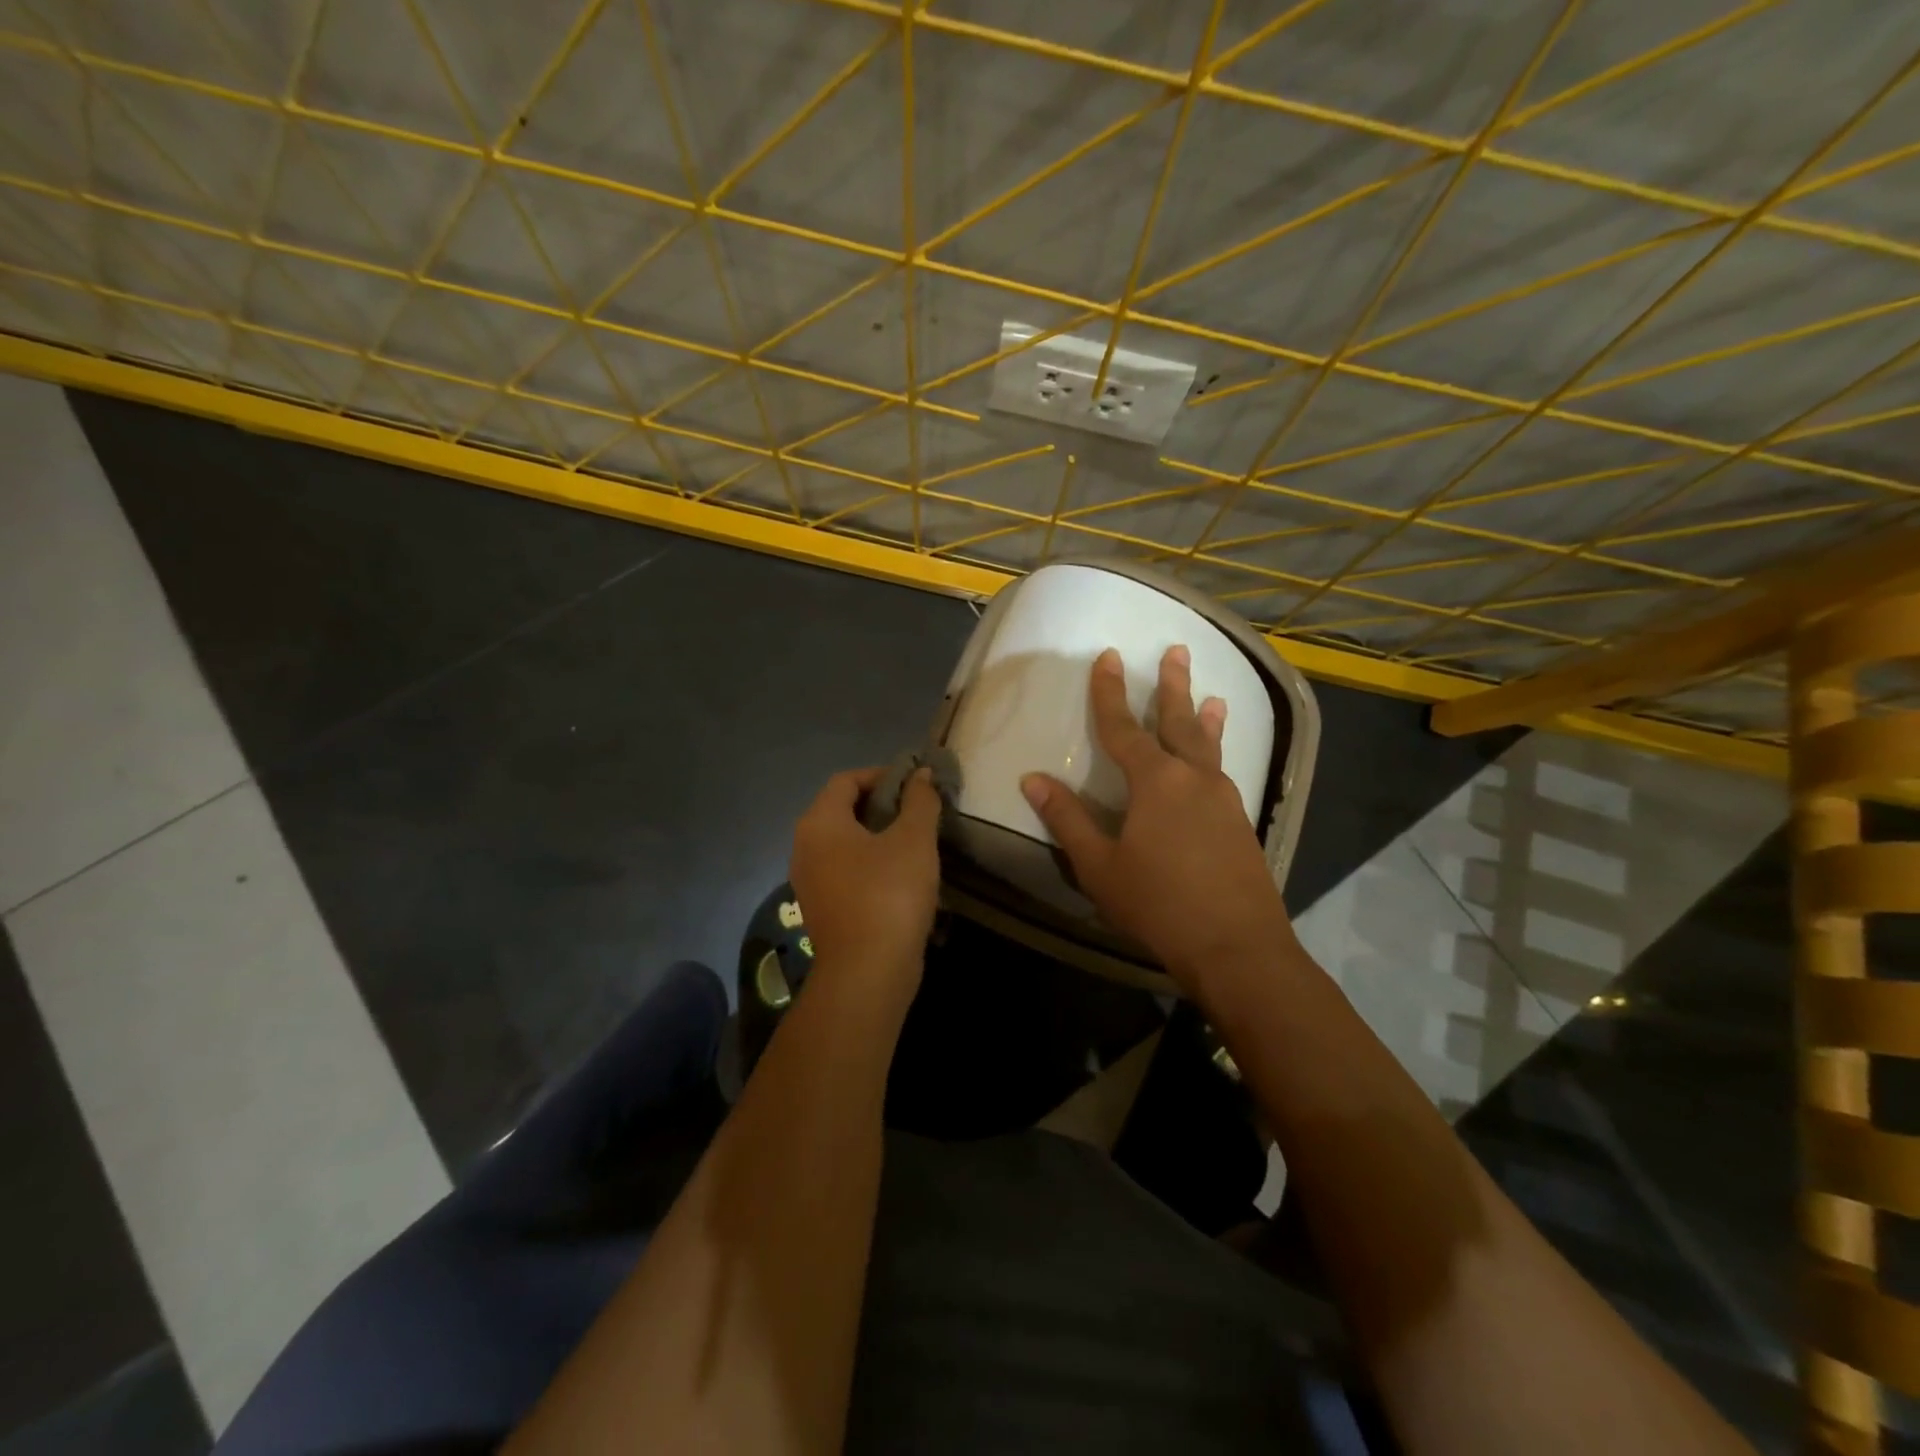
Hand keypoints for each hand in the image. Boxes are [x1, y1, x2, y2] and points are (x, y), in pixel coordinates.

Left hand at [790, 765, 942, 998]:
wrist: (867, 973)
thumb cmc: (890, 894)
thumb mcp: (914, 840)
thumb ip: (920, 801)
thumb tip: (921, 775)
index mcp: (819, 823)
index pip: (846, 780)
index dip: (881, 775)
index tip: (915, 784)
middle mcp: (804, 847)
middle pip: (842, 810)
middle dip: (881, 805)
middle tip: (919, 812)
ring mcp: (809, 881)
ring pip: (844, 843)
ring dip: (878, 836)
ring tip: (915, 842)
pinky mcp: (821, 908)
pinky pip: (845, 871)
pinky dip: (870, 864)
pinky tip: (902, 876)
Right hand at [1021, 646, 1294, 996]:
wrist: (1237, 947)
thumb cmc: (1158, 904)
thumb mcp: (1100, 866)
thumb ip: (1067, 820)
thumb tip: (1032, 780)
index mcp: (1155, 782)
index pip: (1123, 727)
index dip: (1109, 692)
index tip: (1107, 656)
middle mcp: (1193, 778)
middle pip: (1178, 722)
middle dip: (1172, 686)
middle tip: (1177, 650)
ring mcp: (1223, 799)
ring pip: (1209, 746)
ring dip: (1204, 717)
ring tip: (1213, 695)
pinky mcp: (1240, 822)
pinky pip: (1223, 772)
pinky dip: (1218, 753)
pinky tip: (1215, 763)